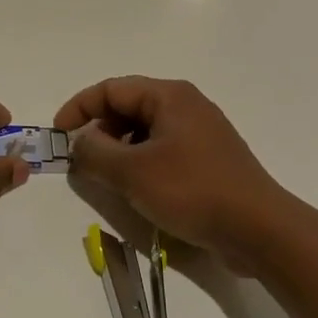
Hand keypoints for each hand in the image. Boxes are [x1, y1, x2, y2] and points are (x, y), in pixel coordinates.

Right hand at [54, 77, 288, 270]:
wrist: (259, 229)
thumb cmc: (192, 191)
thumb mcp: (132, 172)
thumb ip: (95, 153)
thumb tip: (79, 143)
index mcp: (169, 96)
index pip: (111, 89)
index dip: (78, 108)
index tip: (58, 136)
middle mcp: (186, 105)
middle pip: (128, 107)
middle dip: (99, 131)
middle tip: (83, 161)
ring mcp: (201, 132)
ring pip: (145, 131)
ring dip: (119, 150)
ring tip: (109, 179)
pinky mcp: (208, 159)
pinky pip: (163, 150)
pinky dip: (141, 163)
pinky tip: (139, 190)